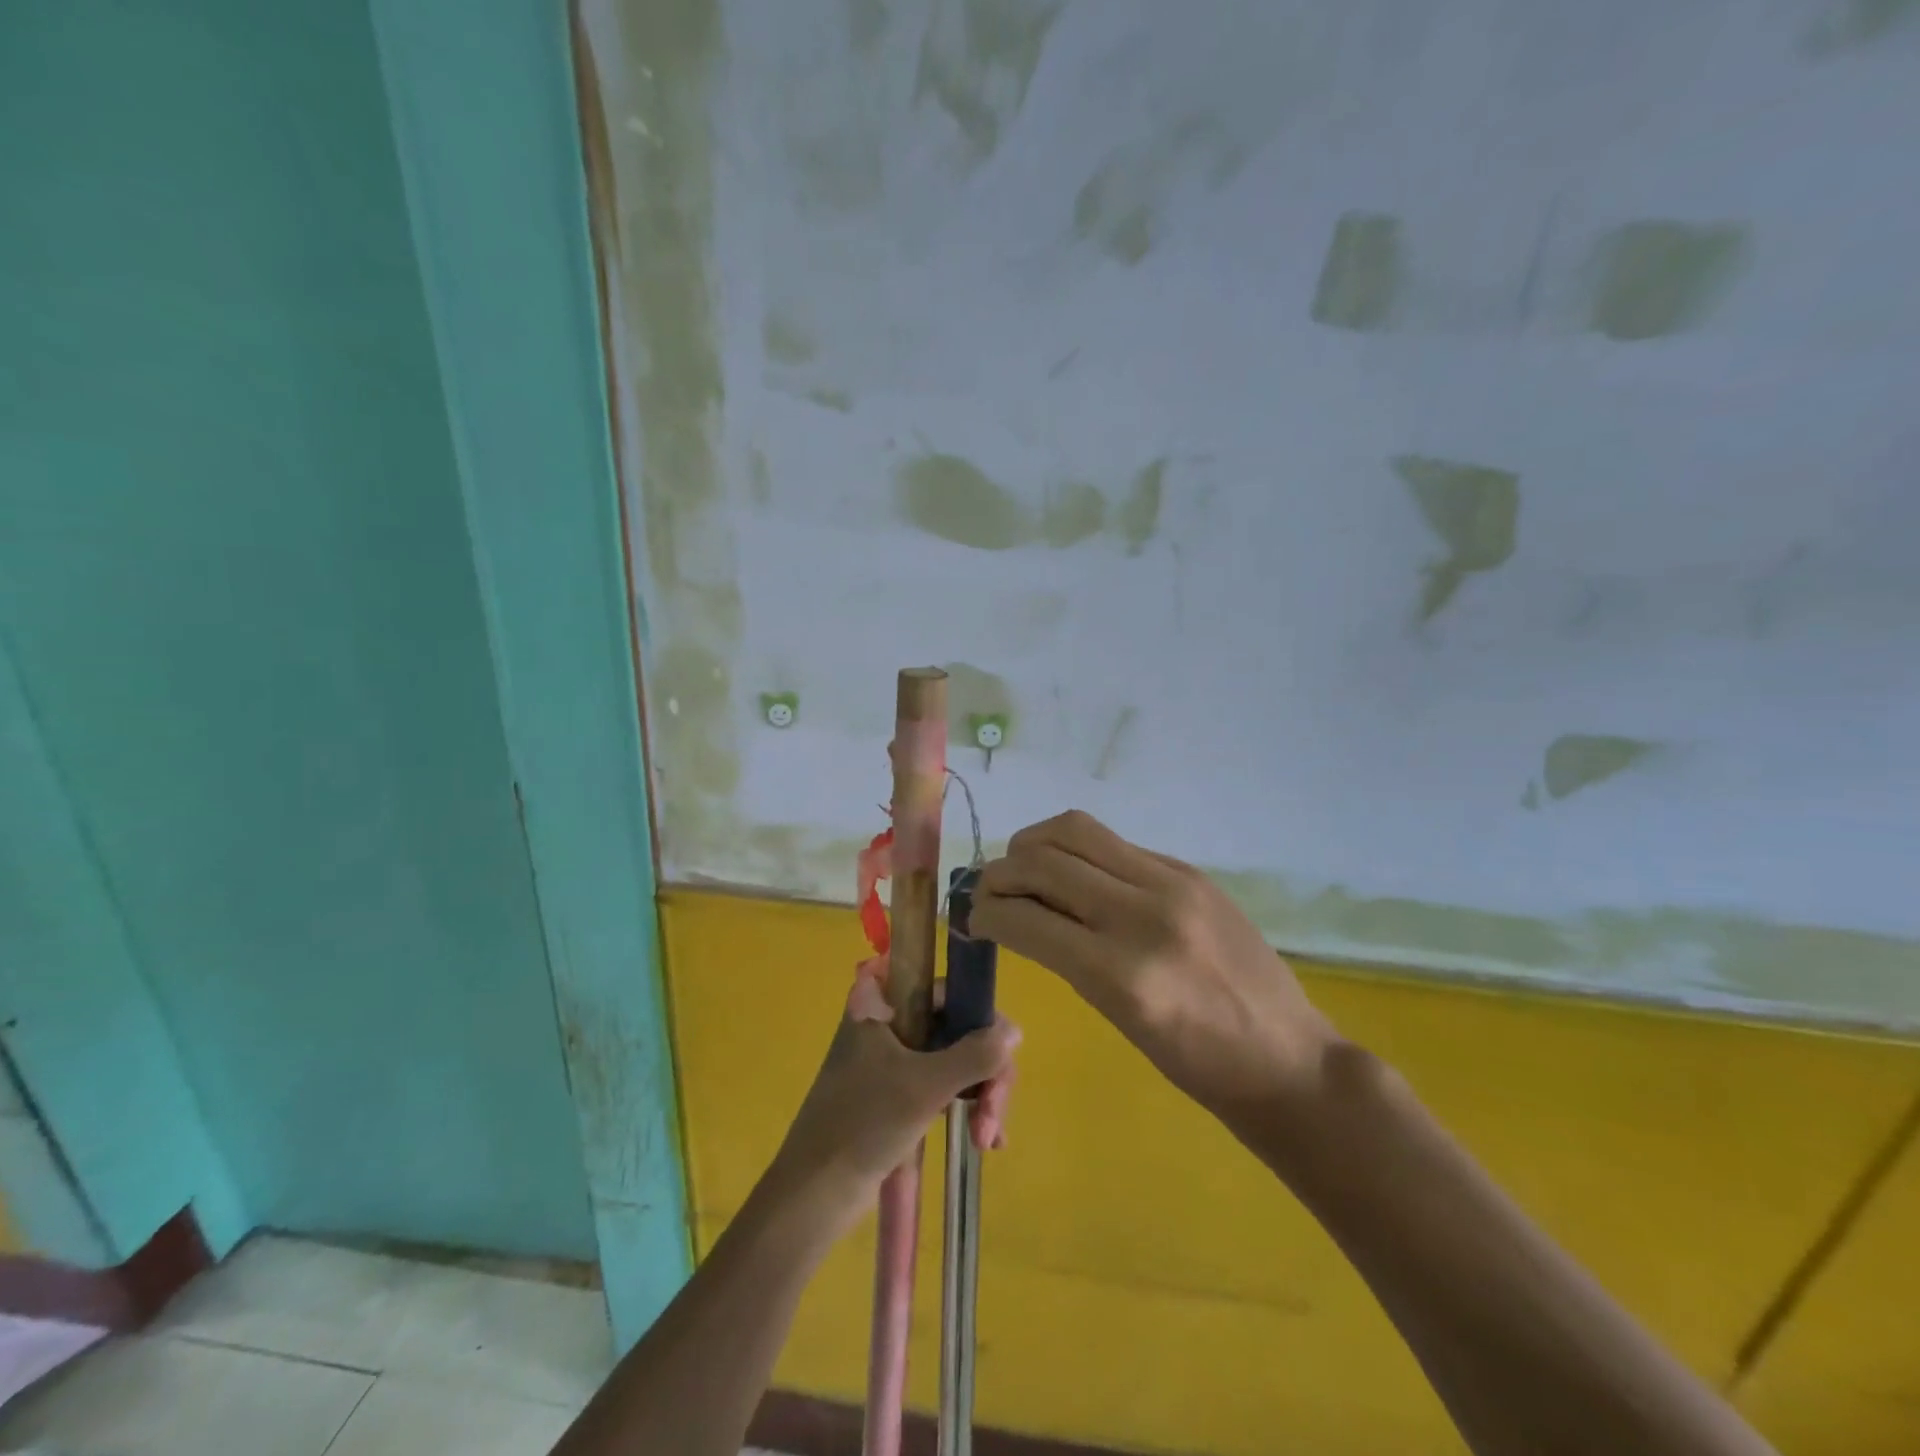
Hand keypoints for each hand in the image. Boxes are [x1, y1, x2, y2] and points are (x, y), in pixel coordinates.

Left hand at [770, 972, 1019, 1227]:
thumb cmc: (864, 1124)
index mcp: (884, 1003)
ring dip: (981, 1094)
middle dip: (985, 1070)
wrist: (815, 1192)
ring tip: (986, 1138)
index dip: (979, 1015)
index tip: (999, 1051)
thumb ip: (975, 1055)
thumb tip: (1015, 1030)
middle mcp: (891, 1021)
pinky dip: (968, 1106)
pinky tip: (986, 1141)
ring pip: (956, 1058)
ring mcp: (896, 1057)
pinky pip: (946, 1084)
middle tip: (993, 1114)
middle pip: (958, 1026)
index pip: (946, 989)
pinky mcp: (899, 1091)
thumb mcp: (926, 1086)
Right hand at [971, 810, 1336, 1124]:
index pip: (1025, 917)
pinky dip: (1078, 851)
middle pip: (1043, 860)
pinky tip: (1075, 874)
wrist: (1285, 1056)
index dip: (984, 912)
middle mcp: (1143, 915)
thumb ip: (1067, 957)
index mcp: (1121, 974)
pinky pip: (1114, 843)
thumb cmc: (1196, 1065)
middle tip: (987, 890)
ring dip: (1034, 844)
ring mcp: (1171, 883)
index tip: (970, 917)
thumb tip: (1018, 914)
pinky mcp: (1189, 870)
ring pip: (1075, 831)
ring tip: (1024, 868)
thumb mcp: (1117, 1018)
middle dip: (999, 872)